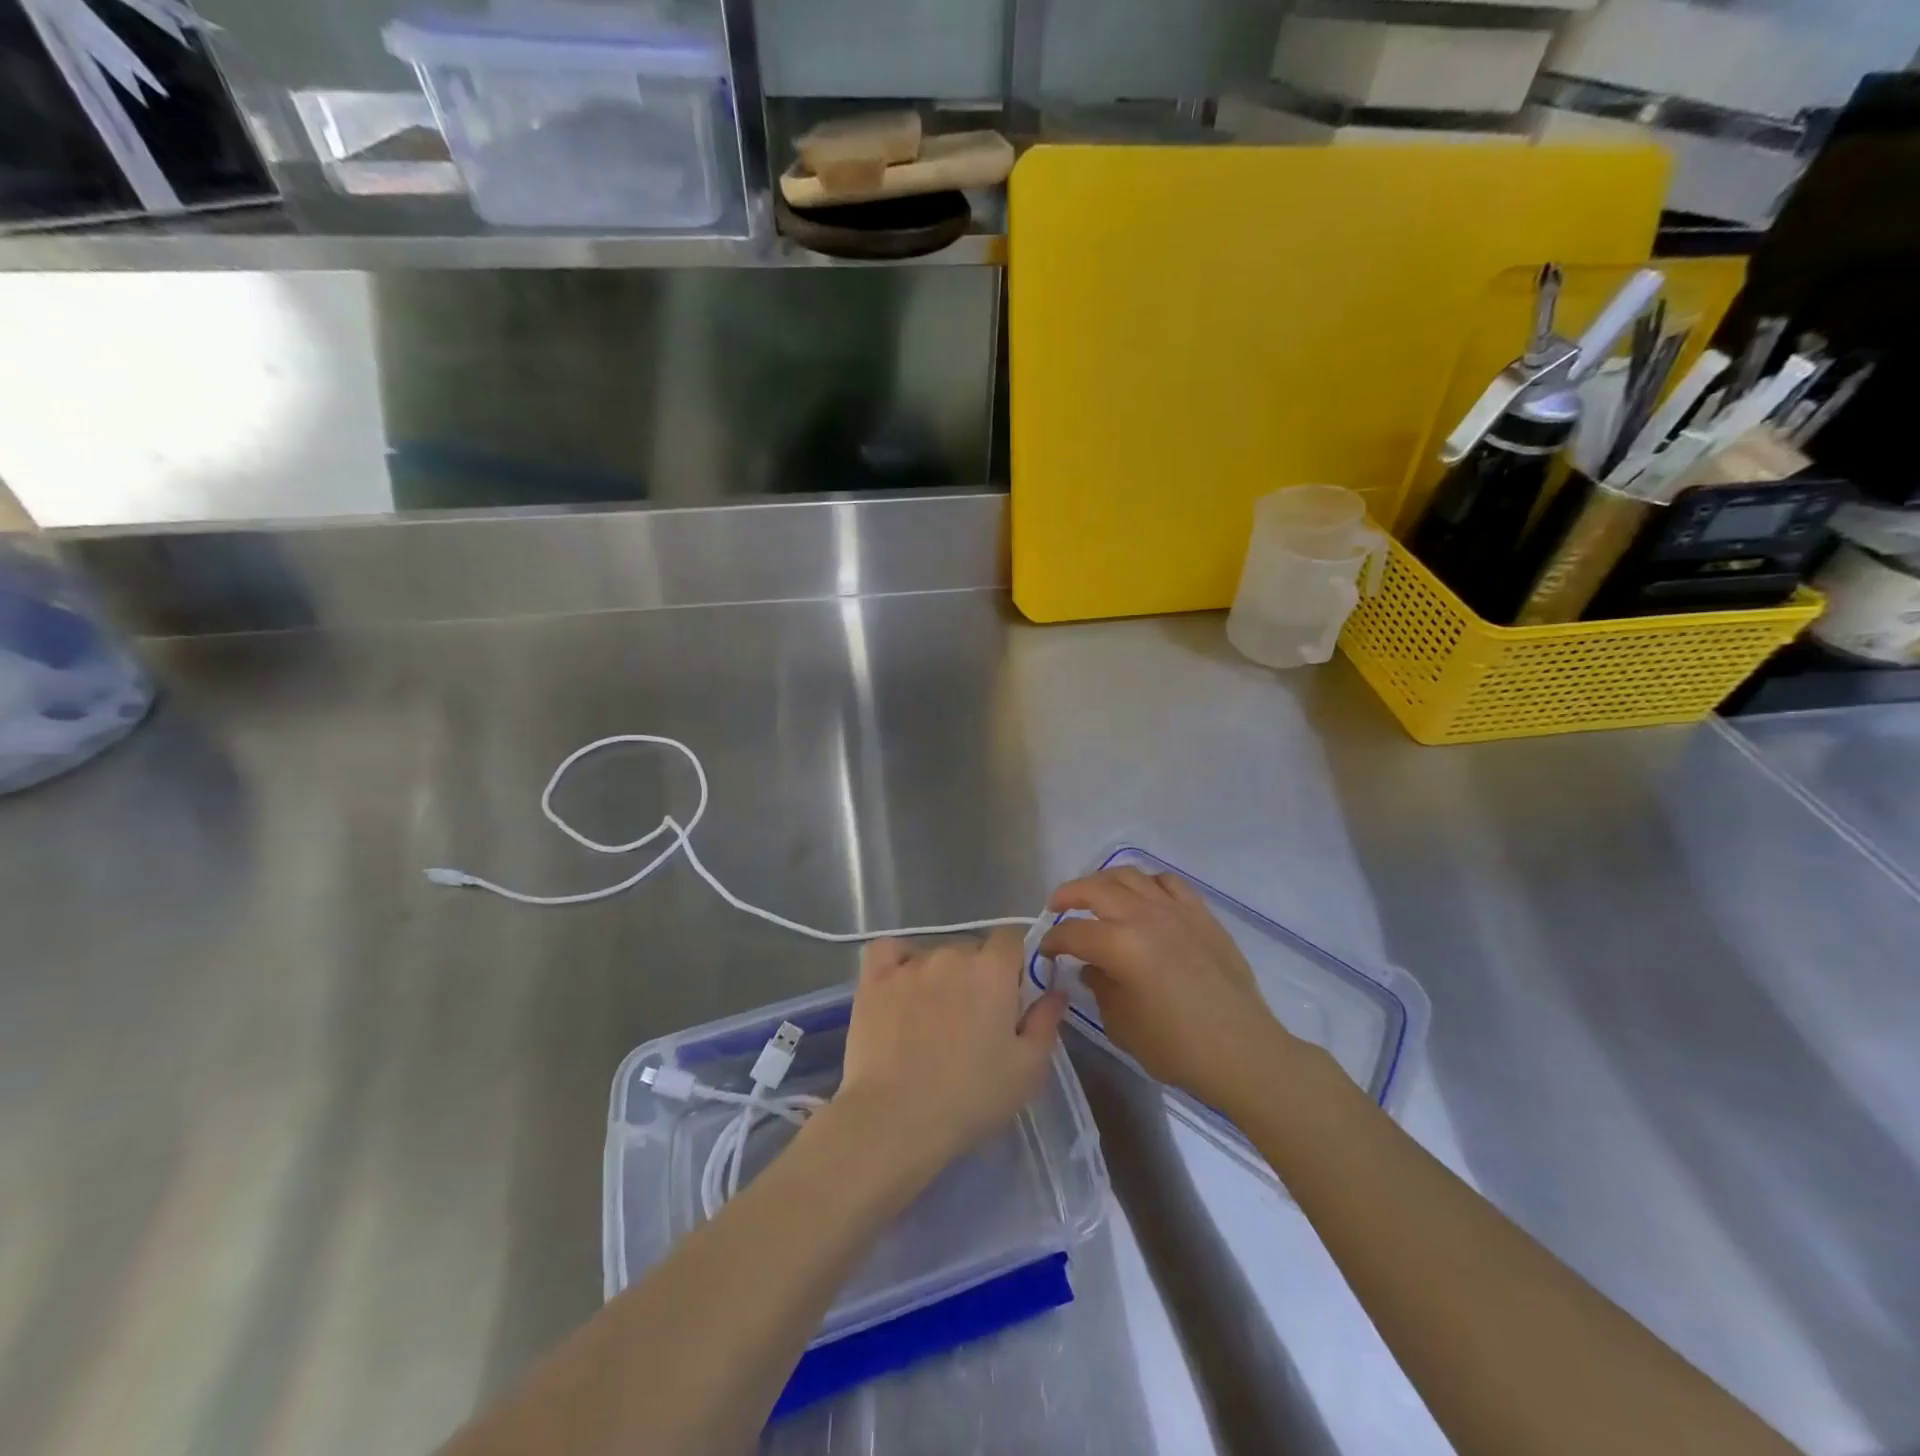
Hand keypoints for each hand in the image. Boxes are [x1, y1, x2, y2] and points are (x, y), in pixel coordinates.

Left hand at [834, 929, 1069, 1181]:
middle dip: (978, 975)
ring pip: (934, 955)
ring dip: (940, 976)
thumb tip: (1056, 990)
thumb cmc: (970, 1097)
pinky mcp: (873, 979)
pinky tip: (899, 986)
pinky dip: (897, 962)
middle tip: (975, 1019)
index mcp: (993, 970)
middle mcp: (952, 954)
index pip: (1011, 940)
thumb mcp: (1027, 1069)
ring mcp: (909, 964)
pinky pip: (888, 952)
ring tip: (932, 1019)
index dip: (1015, 964)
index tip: (1013, 997)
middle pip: (972, 949)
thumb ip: (1046, 1022)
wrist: (895, 1119)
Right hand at [1041, 867, 1296, 1114]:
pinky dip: (1146, 883)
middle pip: (1095, 889)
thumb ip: (1099, 987)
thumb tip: (1091, 968)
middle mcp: (1144, 916)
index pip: (1073, 932)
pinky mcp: (1201, 913)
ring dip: (1103, 881)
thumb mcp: (1122, 1024)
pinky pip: (1167, 882)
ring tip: (1094, 895)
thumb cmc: (1176, 1047)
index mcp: (1120, 945)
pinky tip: (1141, 897)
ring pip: (1129, 875)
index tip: (1044, 950)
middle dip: (1068, 895)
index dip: (1052, 940)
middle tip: (1056, 908)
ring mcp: (1175, 910)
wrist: (1242, 1051)